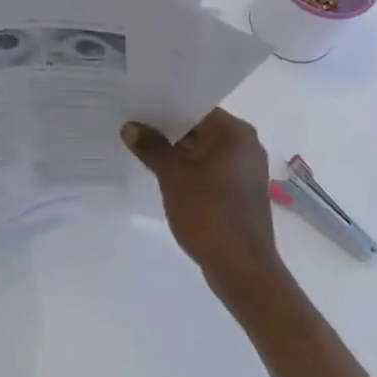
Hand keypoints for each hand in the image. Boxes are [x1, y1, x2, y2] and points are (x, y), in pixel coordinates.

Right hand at [122, 109, 287, 304]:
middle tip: (133, 125)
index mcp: (235, 133)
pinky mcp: (240, 191)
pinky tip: (162, 173)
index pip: (196, 107)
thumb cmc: (210, 215)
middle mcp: (245, 145)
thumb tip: (130, 127)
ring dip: (176, 151)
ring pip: (203, 150)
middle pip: (200, 127)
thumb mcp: (173, 177)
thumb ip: (151, 148)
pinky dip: (189, 169)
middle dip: (167, 129)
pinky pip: (210, 169)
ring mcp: (245, 170)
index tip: (137, 106)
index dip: (165, 106)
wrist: (242, 270)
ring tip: (141, 147)